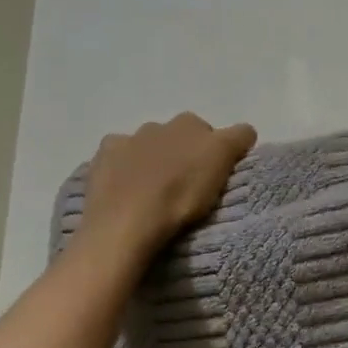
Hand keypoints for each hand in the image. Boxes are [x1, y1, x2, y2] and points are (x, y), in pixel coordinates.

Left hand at [76, 112, 256, 259]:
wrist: (126, 223)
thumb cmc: (181, 196)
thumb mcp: (222, 166)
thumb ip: (238, 139)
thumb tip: (244, 132)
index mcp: (192, 124)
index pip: (219, 133)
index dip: (220, 153)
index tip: (216, 177)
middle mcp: (160, 124)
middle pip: (182, 136)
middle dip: (185, 153)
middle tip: (186, 185)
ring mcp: (128, 139)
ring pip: (149, 144)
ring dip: (154, 158)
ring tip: (154, 190)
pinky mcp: (103, 158)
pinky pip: (118, 155)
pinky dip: (124, 165)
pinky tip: (126, 186)